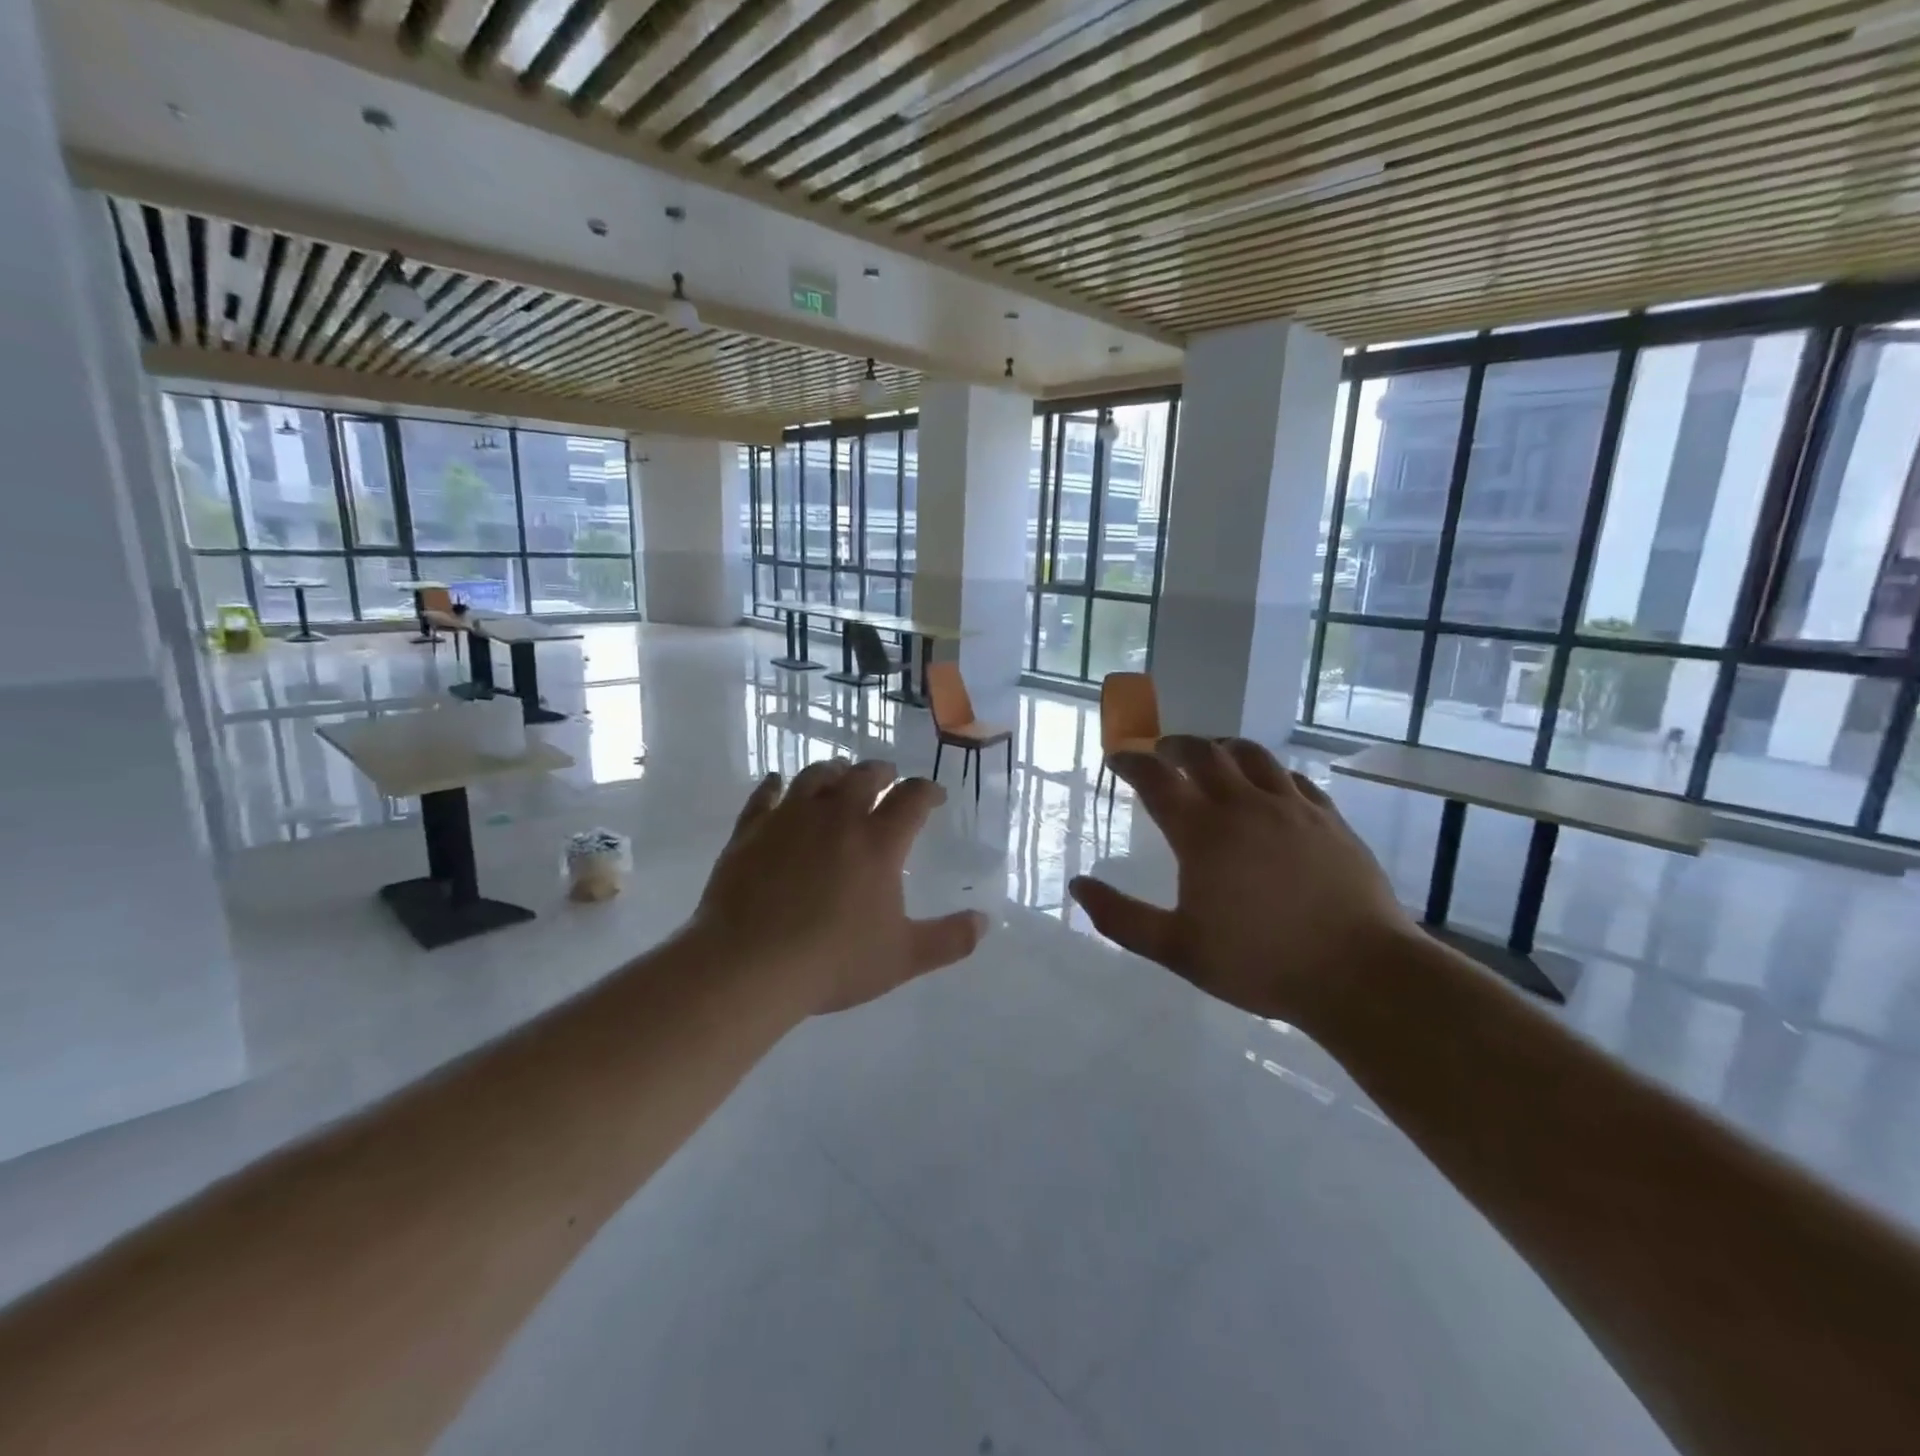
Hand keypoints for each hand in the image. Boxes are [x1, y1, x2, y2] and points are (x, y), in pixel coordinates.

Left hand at [691, 759, 989, 1014]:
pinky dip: (774, 785)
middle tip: (888, 777)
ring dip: (834, 771)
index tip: (934, 795)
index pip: (911, 799)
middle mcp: (837, 818)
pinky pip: (764, 796)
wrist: (749, 966)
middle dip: (882, 772)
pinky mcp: (750, 831)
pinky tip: (776, 782)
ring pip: (816, 777)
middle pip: (864, 776)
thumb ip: (949, 939)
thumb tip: (985, 921)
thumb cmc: (833, 962)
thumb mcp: (902, 958)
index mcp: (878, 842)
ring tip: (840, 774)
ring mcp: (789, 819)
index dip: (927, 791)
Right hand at [1068, 736, 1415, 1027]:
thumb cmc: (1260, 962)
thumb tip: (1079, 885)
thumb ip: (1121, 917)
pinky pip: (1293, 778)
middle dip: (1174, 744)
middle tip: (1160, 750)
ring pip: (1252, 754)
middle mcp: (1244, 805)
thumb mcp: (1177, 949)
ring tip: (1211, 754)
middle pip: (1204, 752)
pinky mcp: (1329, 819)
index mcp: (1202, 832)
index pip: (1156, 778)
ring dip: (1222, 747)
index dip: (1131, 763)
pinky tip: (1269, 786)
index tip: (1117, 759)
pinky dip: (1269, 772)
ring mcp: (1292, 807)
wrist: (1359, 973)